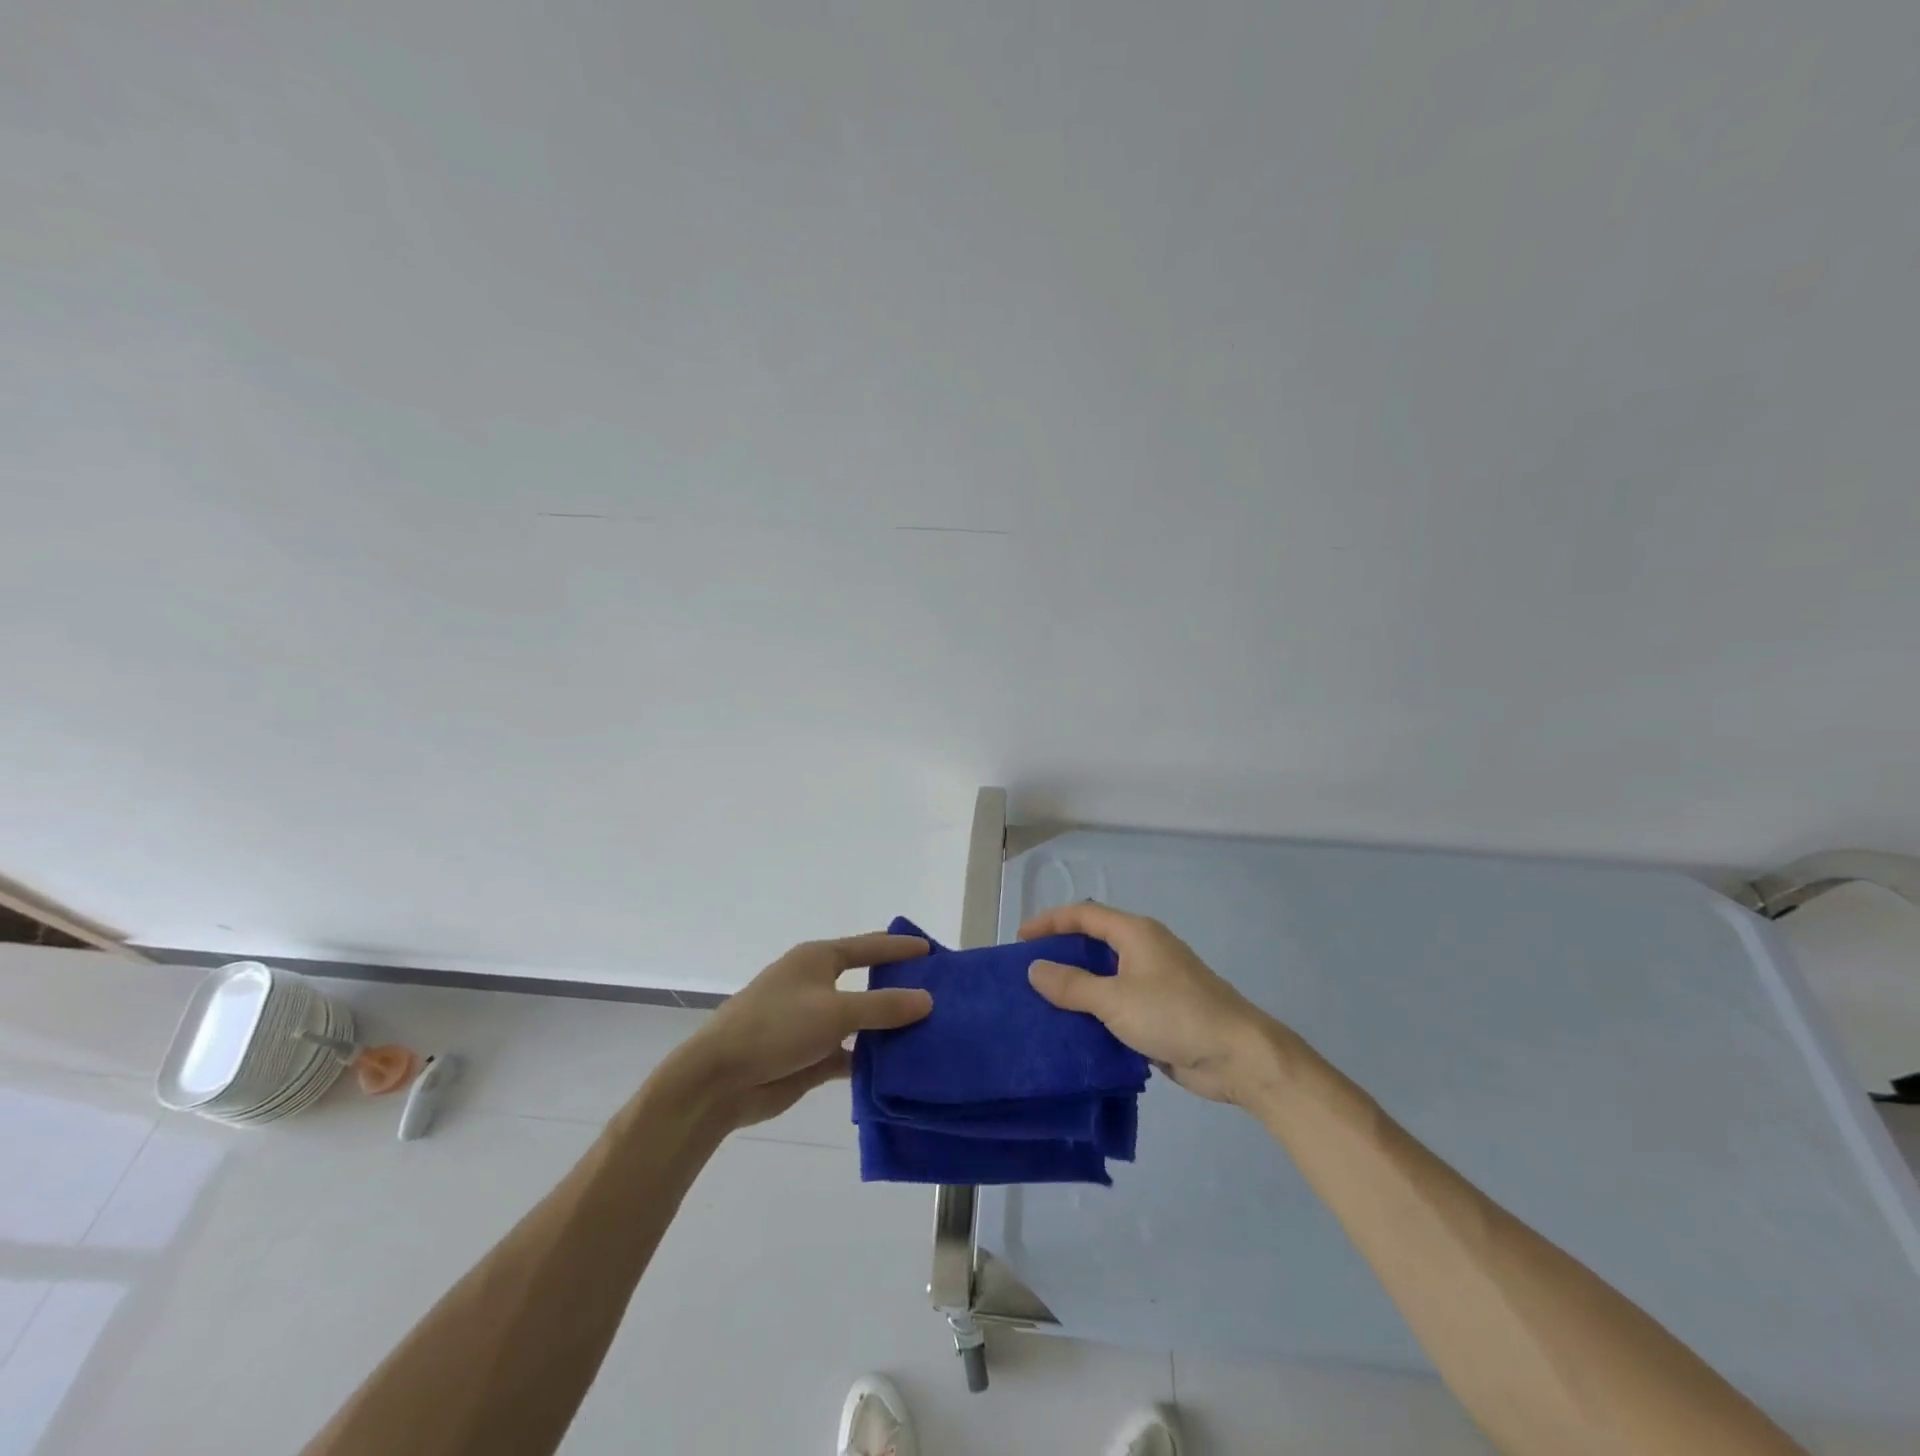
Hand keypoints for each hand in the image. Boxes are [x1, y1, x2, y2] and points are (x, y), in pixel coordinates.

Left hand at [674, 932, 932, 1128]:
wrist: (719, 1080)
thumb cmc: (776, 1028)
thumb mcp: (835, 1012)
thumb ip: (883, 1006)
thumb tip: (927, 999)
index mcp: (817, 959)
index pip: (868, 946)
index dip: (899, 948)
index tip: (932, 951)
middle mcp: (815, 985)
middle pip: (866, 982)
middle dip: (898, 988)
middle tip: (937, 993)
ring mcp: (810, 1021)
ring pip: (859, 1020)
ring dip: (886, 1028)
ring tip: (928, 1032)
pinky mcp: (808, 1055)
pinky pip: (849, 1053)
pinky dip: (870, 1059)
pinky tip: (898, 1068)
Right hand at [1021, 903, 1272, 1106]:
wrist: (1238, 1057)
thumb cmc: (1176, 1015)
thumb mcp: (1116, 999)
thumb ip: (1072, 984)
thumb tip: (1034, 968)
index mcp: (1136, 933)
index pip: (1084, 915)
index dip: (1050, 921)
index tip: (1020, 939)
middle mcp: (1144, 950)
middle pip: (1093, 942)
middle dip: (1060, 953)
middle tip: (1027, 972)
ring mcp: (1153, 982)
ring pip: (1104, 975)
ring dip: (1075, 986)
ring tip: (1041, 1002)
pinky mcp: (1159, 1012)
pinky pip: (1116, 1003)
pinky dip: (1093, 1011)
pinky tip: (1072, 1030)